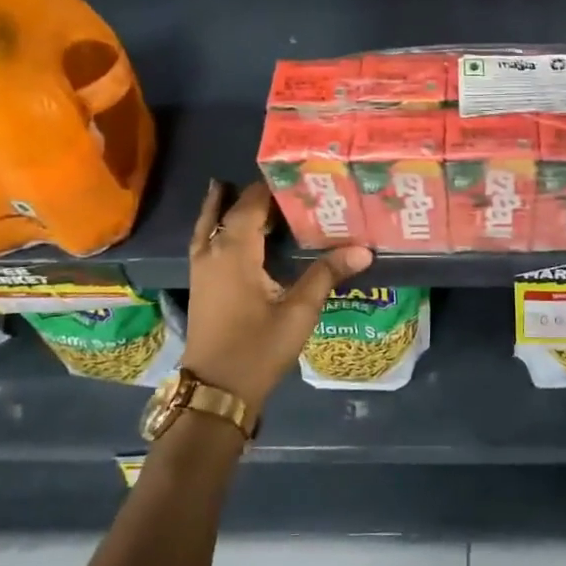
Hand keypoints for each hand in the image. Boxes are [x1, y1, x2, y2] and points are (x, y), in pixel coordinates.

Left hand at [182, 179, 372, 415]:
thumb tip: (364, 250)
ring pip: (214, 222)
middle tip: (293, 184)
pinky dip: (222, 224)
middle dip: (260, 194)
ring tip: (262, 194)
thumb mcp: (299, 312)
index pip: (253, 202)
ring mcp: (202, 266)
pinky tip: (240, 230)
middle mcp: (213, 250)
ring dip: (234, 206)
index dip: (274, 185)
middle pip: (233, 208)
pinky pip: (208, 238)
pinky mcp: (201, 282)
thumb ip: (327, 274)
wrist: (215, 391)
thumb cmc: (257, 349)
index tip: (302, 173)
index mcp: (234, 250)